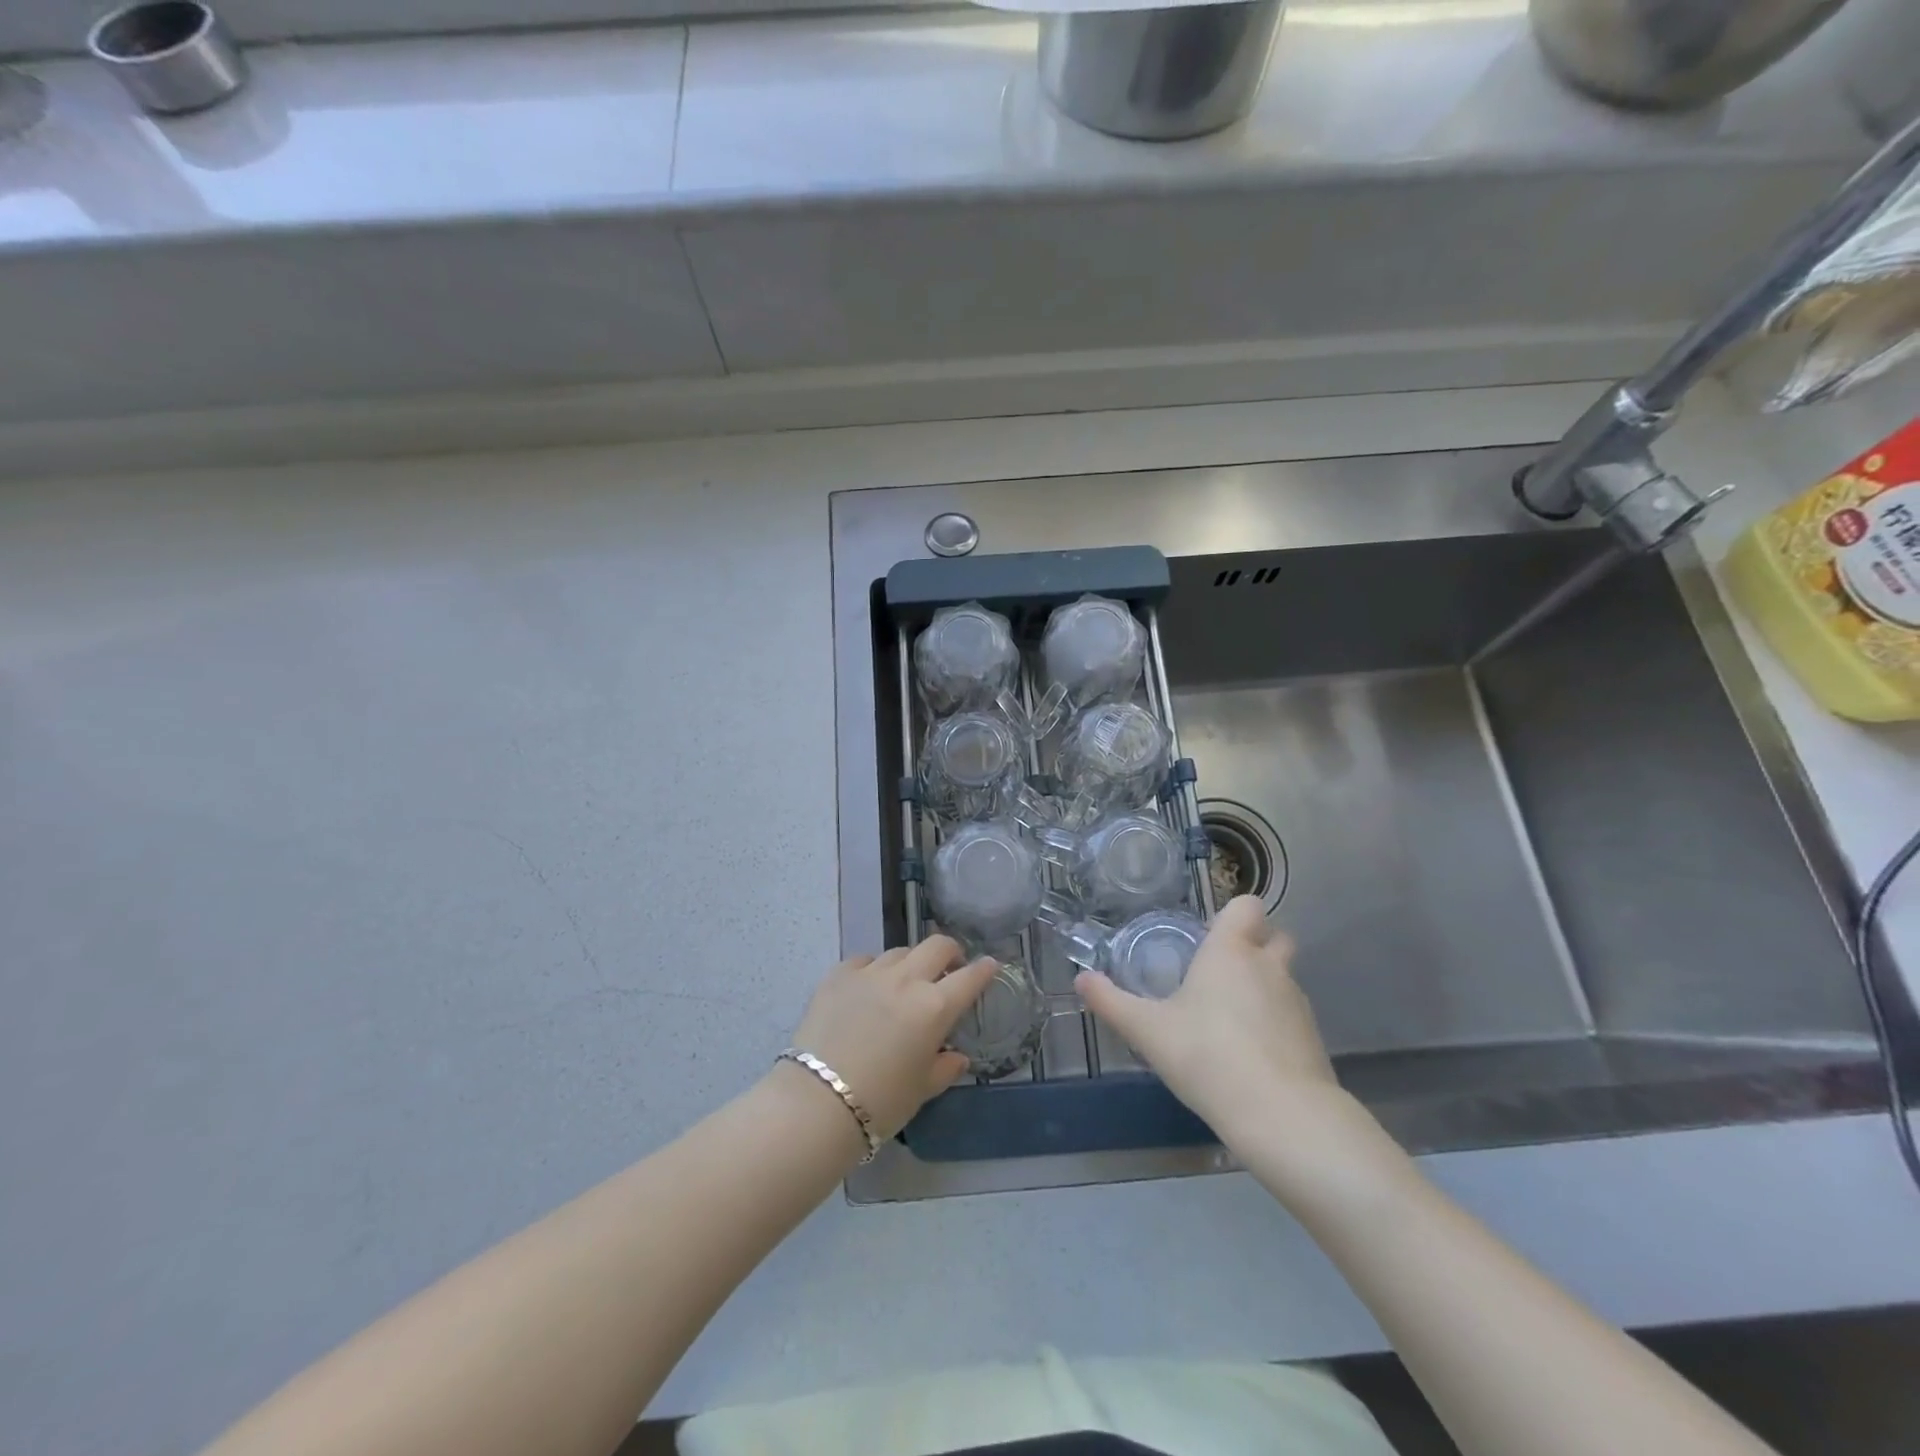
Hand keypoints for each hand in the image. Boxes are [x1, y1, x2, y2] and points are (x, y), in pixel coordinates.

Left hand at [788, 938, 999, 1139]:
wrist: (817, 1102)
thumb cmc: (880, 1102)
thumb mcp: (922, 1089)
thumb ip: (945, 1067)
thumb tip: (957, 1056)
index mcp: (934, 1007)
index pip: (970, 978)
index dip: (984, 970)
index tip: (990, 966)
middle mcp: (906, 980)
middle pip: (937, 946)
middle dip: (950, 953)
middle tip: (949, 969)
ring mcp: (870, 973)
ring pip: (900, 952)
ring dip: (910, 963)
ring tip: (905, 983)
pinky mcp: (838, 975)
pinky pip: (864, 960)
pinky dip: (873, 969)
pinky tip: (868, 987)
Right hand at [1076, 896, 1343, 1145]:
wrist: (1281, 1115)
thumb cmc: (1207, 1055)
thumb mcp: (1147, 1030)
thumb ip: (1111, 1002)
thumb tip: (1081, 979)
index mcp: (1231, 951)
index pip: (1247, 906)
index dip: (1232, 914)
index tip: (1209, 936)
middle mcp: (1269, 967)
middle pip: (1275, 936)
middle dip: (1256, 945)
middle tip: (1221, 971)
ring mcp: (1297, 1002)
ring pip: (1283, 978)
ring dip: (1264, 987)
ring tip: (1230, 1020)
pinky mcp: (1313, 1039)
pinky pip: (1291, 1016)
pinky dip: (1275, 1025)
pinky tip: (1251, 1055)